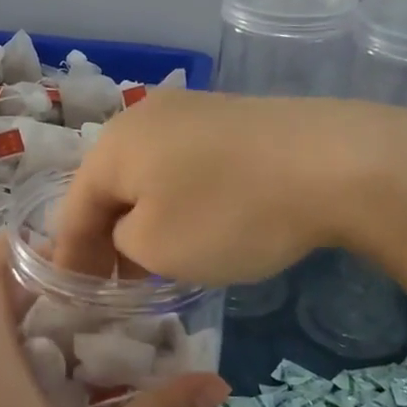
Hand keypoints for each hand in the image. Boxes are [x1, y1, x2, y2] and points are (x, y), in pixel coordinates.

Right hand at [53, 89, 406, 284]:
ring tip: (159, 258)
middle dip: (108, 236)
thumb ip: (121, 244)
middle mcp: (143, 116)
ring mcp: (192, 110)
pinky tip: (203, 223)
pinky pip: (187, 163)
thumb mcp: (156, 248)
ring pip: (150, 173)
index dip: (71, 257)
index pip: (74, 209)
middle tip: (118, 283)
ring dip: (146, 217)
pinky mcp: (232, 116)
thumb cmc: (229, 213)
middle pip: (110, 186)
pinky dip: (182, 198)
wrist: (334, 162)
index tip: (76, 297)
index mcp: (112, 145)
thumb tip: (130, 231)